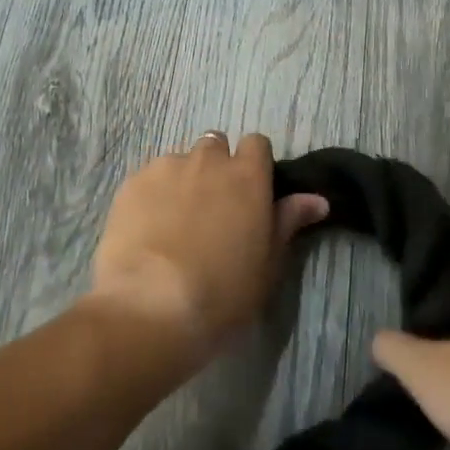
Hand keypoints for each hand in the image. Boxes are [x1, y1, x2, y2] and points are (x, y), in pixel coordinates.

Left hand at [86, 132, 328, 365]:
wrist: (151, 306)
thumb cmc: (222, 291)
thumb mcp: (267, 263)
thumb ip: (288, 222)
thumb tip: (317, 199)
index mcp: (247, 176)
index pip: (256, 144)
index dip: (254, 164)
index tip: (250, 191)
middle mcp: (208, 161)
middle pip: (216, 145)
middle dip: (216, 167)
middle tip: (213, 208)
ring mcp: (166, 168)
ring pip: (180, 161)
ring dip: (183, 179)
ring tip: (175, 221)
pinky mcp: (132, 183)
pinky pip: (149, 178)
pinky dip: (153, 194)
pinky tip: (148, 228)